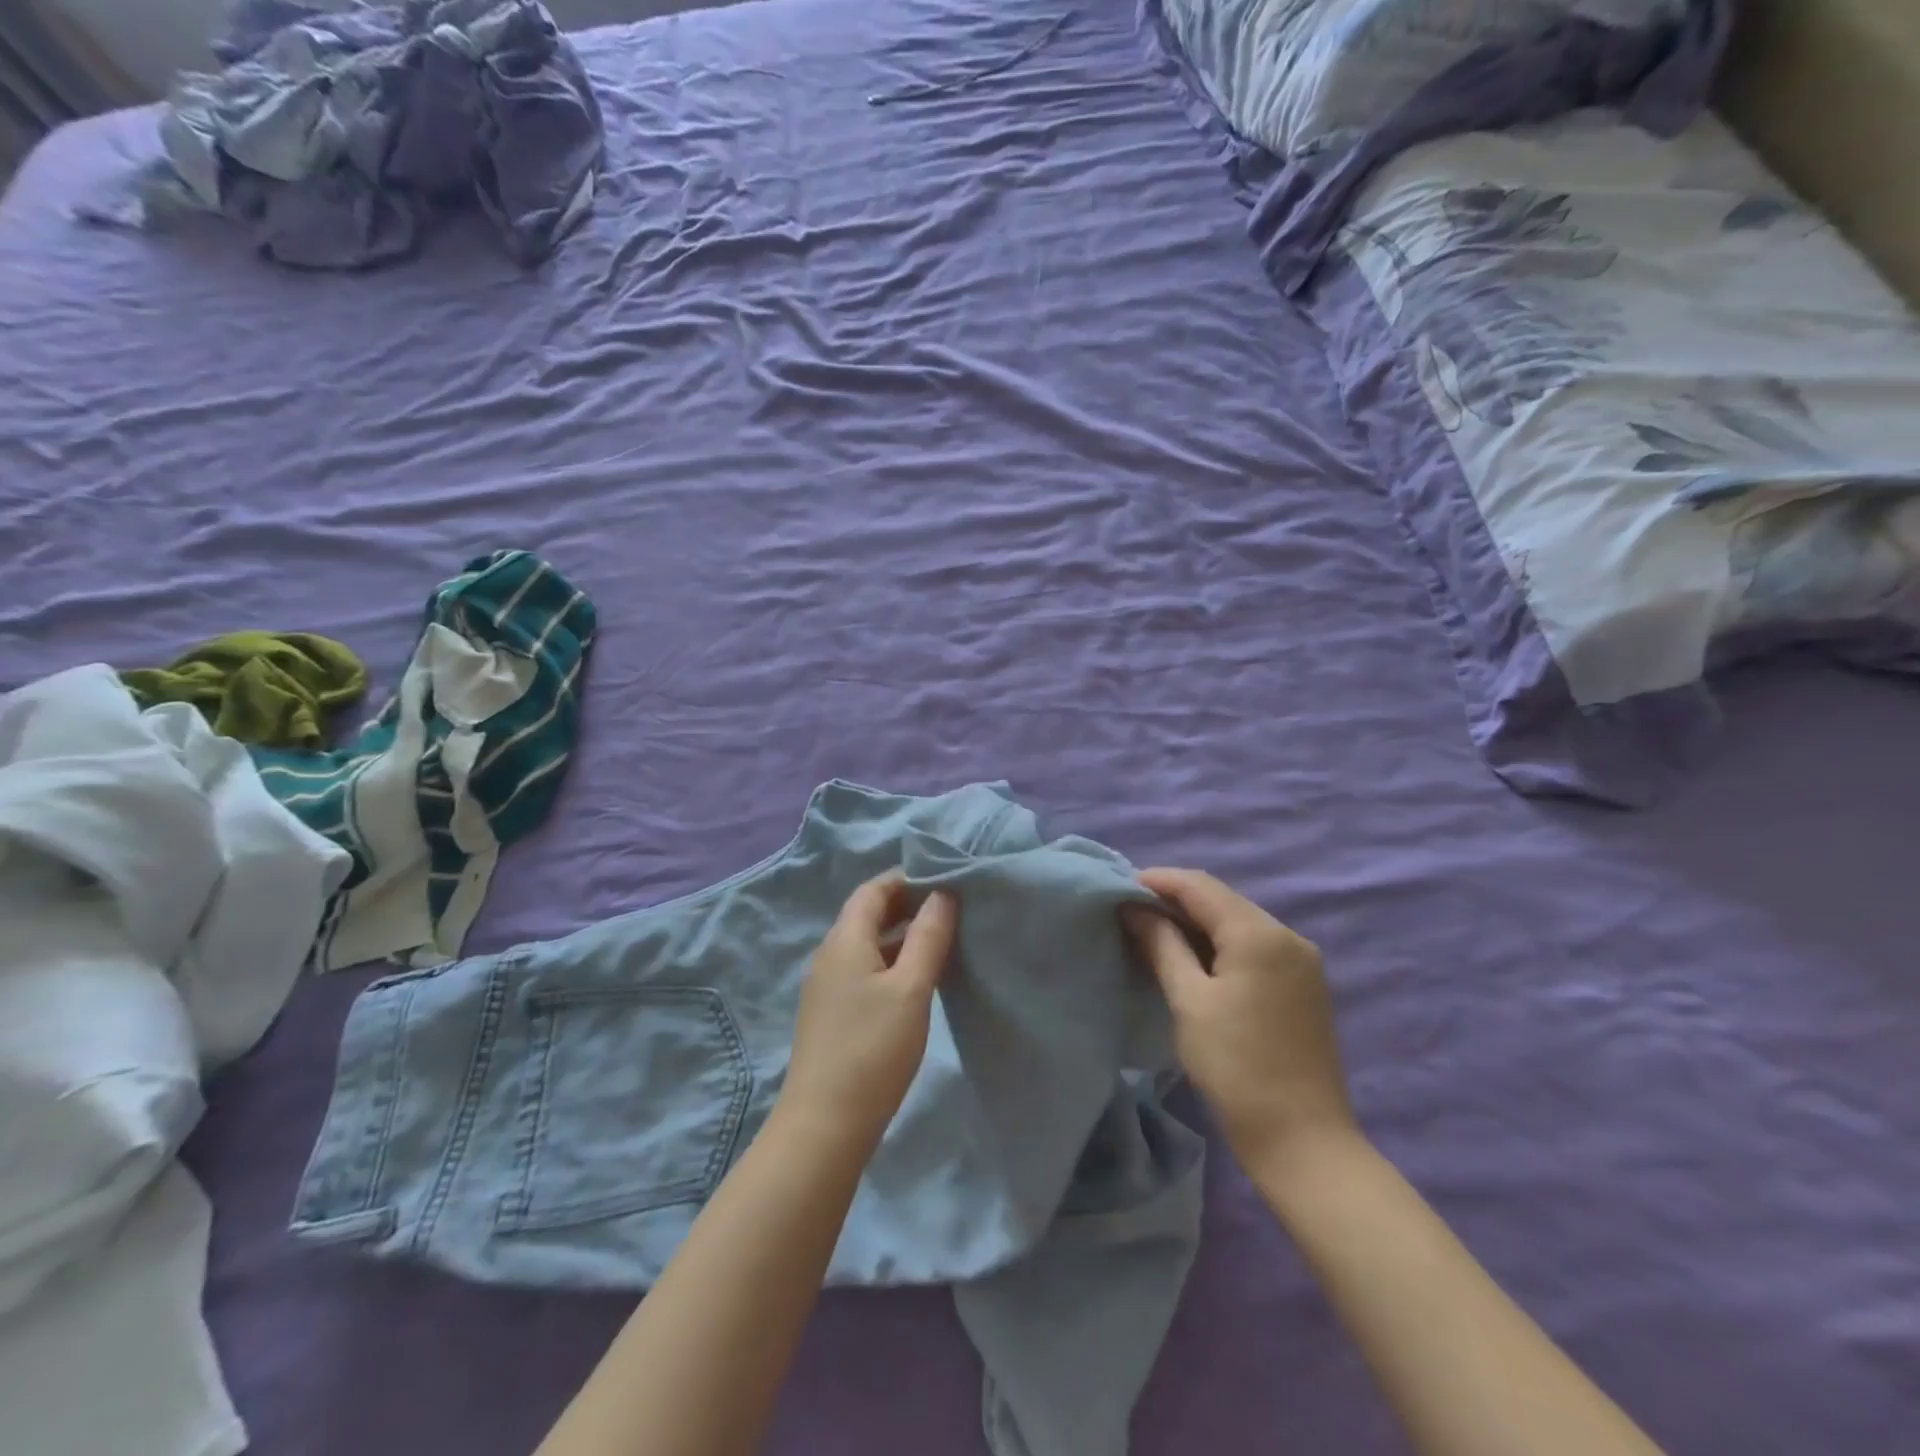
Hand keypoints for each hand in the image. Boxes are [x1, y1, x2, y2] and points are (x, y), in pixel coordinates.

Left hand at [779, 873, 957, 1152]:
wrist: (825, 1124)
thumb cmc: (873, 1049)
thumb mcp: (911, 988)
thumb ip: (928, 936)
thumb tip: (942, 893)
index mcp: (844, 940)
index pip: (873, 890)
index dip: (907, 877)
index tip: (945, 878)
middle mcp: (830, 954)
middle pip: (868, 914)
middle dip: (907, 904)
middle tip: (950, 906)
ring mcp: (827, 985)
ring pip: (867, 943)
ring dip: (901, 935)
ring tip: (942, 938)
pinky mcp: (832, 1012)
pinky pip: (864, 969)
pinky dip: (891, 961)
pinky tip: (917, 978)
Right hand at [1126, 868, 1357, 1176]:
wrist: (1303, 1140)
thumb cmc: (1236, 1067)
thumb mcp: (1189, 1001)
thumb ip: (1161, 945)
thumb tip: (1134, 908)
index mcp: (1259, 933)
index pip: (1200, 885)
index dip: (1158, 881)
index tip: (1119, 889)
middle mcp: (1287, 935)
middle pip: (1222, 900)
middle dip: (1176, 900)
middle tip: (1132, 912)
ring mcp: (1302, 960)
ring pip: (1239, 922)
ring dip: (1198, 922)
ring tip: (1155, 934)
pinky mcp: (1305, 984)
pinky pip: (1255, 945)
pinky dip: (1221, 943)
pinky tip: (1195, 959)